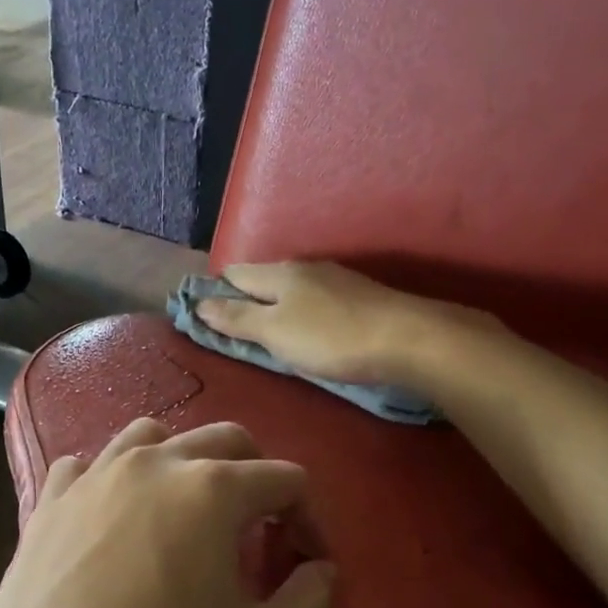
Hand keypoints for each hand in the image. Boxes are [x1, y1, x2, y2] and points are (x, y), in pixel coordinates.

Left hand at [0, 419, 335, 607]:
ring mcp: (90, 479)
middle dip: (256, 475)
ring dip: (184, 461)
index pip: (283, 479)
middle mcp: (150, 465)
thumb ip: (308, 601)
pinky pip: (87, 466)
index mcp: (210, 491)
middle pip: (222, 440)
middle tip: (264, 528)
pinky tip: (114, 517)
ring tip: (189, 510)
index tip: (310, 562)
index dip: (309, 518)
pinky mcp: (45, 507)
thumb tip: (321, 568)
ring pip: (150, 437)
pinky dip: (113, 478)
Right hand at [195, 261, 470, 386]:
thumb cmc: (331, 338)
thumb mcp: (275, 333)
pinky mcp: (358, 297)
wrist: (407, 339)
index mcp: (279, 274)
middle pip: (263, 279)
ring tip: (267, 331)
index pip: (235, 274)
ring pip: (291, 288)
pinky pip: (315, 299)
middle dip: (245, 298)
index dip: (215, 291)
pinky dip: (301, 311)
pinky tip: (307, 328)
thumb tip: (200, 304)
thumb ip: (237, 319)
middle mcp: (305, 269)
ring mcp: (335, 280)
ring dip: (274, 305)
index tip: (202, 313)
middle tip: (232, 328)